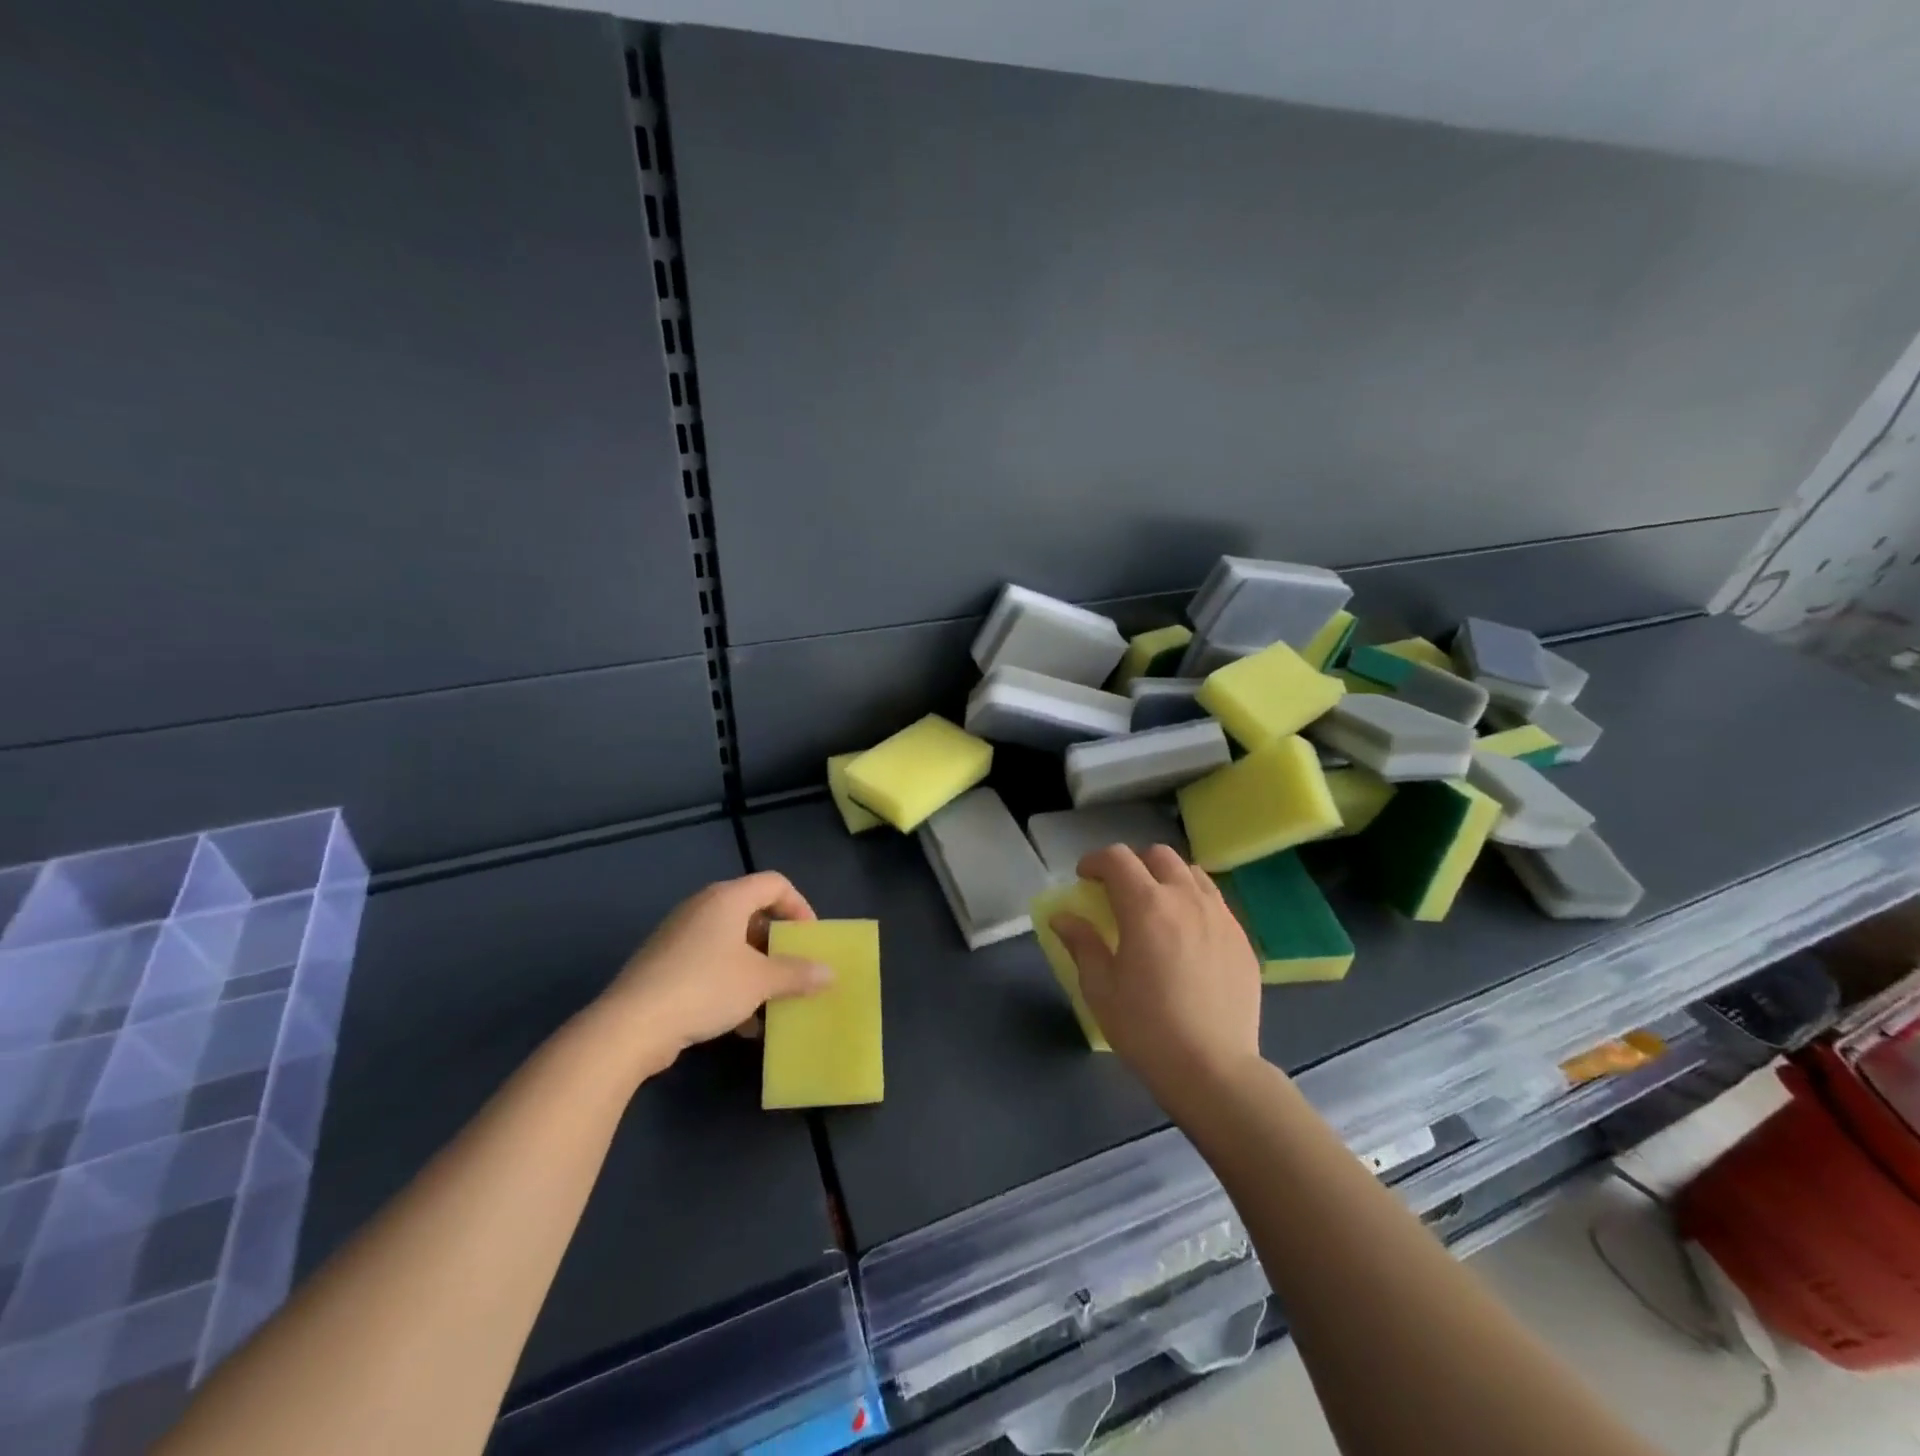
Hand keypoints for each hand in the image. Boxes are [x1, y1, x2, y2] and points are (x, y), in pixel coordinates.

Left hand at [593, 872, 832, 1075]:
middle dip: (778, 943)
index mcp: (727, 898)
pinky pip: (710, 964)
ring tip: (772, 999)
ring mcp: (680, 935)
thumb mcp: (760, 981)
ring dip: (756, 968)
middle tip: (794, 967)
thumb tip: (829, 973)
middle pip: (752, 912)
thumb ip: (797, 973)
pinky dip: (731, 983)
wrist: (631, 1025)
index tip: (810, 939)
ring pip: (731, 943)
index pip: (775, 883)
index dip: (799, 906)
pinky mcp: (665, 964)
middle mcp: (703, 907)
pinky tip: (742, 1023)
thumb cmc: (705, 987)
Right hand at [1051, 845, 1263, 1101]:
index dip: (1096, 861)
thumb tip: (1063, 917)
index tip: (1085, 878)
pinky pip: (1215, 901)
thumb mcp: (1101, 988)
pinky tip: (1186, 935)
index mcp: (1146, 906)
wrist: (1213, 1069)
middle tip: (1119, 892)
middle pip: (1159, 856)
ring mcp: (1220, 916)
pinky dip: (1194, 901)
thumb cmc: (1146, 1028)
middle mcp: (1186, 899)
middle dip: (1133, 864)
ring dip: (1167, 878)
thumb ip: (1082, 943)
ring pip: (1192, 873)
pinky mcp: (1241, 938)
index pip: (1118, 859)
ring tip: (1156, 907)